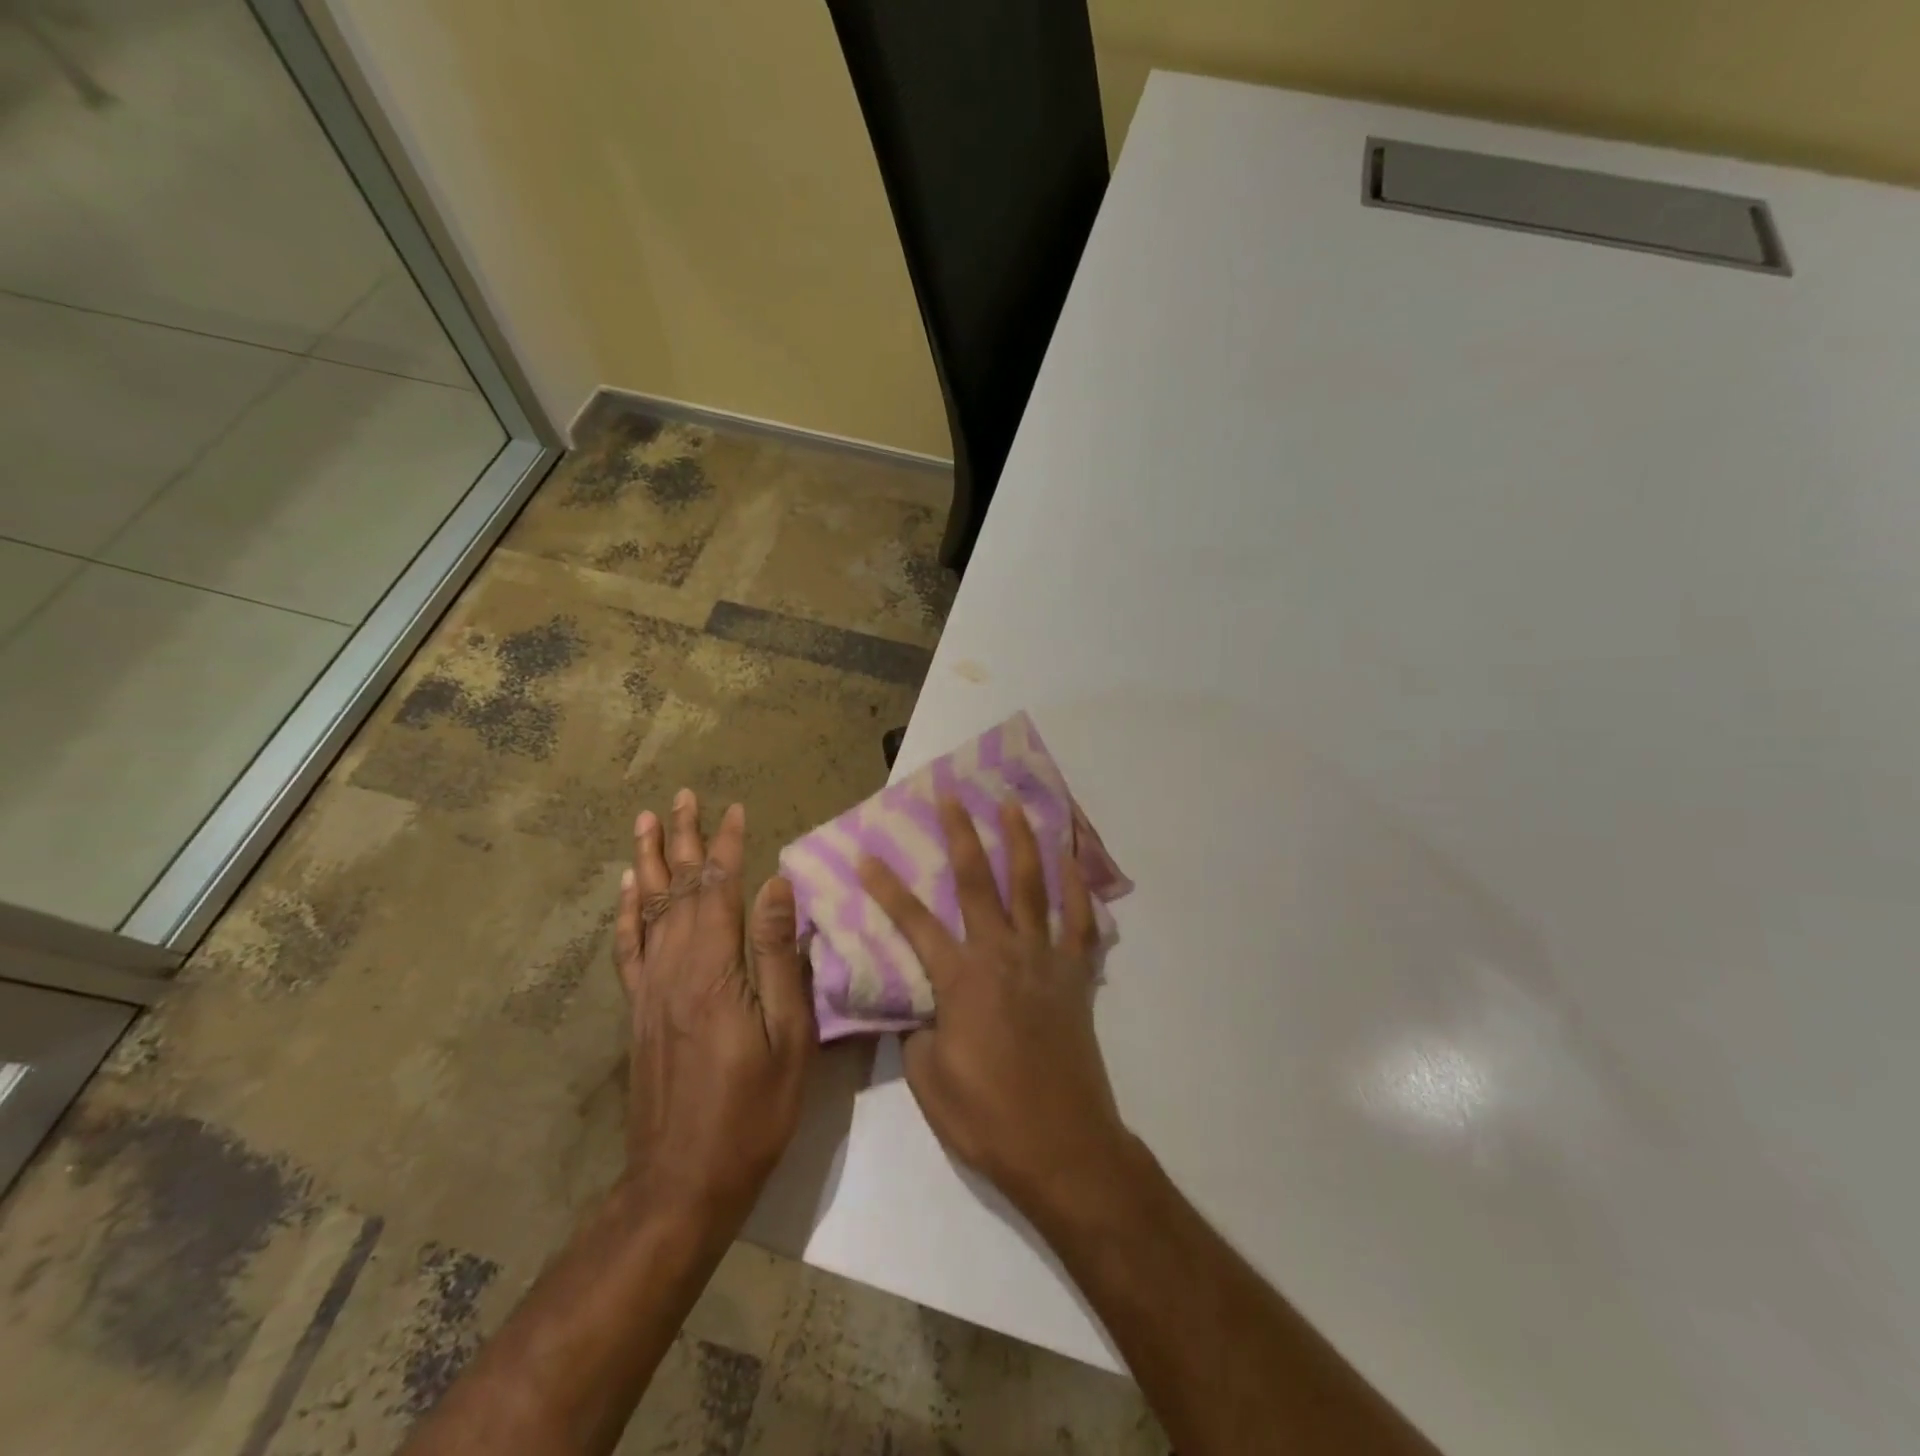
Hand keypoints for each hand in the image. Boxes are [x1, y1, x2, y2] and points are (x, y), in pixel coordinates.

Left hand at [613, 790, 815, 1235]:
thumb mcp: (787, 1034)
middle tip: (682, 796)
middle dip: (682, 839)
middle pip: (677, 888)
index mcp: (713, 970)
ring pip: (646, 909)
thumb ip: (777, 955)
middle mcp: (673, 968)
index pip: (720, 889)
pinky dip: (626, 912)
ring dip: (648, 861)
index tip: (737, 809)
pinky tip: (626, 890)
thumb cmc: (753, 1108)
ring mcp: (650, 989)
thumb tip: (777, 885)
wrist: (683, 1179)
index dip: (728, 846)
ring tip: (646, 822)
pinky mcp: (639, 1011)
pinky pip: (628, 948)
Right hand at [860, 797, 1132, 1217]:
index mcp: (960, 978)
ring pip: (1032, 887)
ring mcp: (1044, 960)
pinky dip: (1078, 889)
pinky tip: (1072, 862)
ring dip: (1021, 842)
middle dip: (960, 834)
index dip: (886, 887)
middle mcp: (1002, 954)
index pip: (912, 922)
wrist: (1062, 1147)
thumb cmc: (987, 1117)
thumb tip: (922, 1006)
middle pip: (977, 881)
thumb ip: (919, 1030)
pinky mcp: (1076, 977)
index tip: (867, 854)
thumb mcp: (928, 1079)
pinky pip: (1081, 923)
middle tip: (951, 795)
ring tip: (1013, 806)